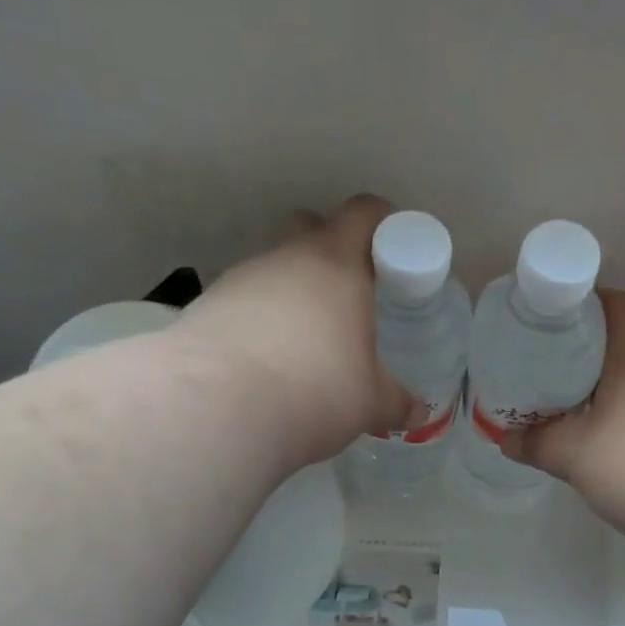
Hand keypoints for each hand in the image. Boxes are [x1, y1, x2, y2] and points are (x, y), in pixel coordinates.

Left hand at [173, 194, 412, 465]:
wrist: (218, 409)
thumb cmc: (315, 391)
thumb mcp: (369, 403)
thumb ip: (395, 402)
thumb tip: (418, 412)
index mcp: (336, 265)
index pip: (363, 213)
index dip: (382, 222)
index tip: (393, 246)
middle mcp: (286, 258)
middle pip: (310, 228)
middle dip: (331, 251)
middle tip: (349, 295)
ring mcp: (241, 279)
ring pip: (273, 268)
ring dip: (291, 292)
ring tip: (304, 342)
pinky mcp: (207, 307)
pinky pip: (244, 302)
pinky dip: (259, 321)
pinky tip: (266, 361)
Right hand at [501, 289, 624, 547]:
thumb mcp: (574, 455)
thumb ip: (537, 443)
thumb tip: (506, 437)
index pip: (623, 306)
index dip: (594, 302)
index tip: (562, 318)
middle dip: (605, 340)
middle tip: (567, 359)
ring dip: (622, 378)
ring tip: (584, 399)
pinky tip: (613, 435)